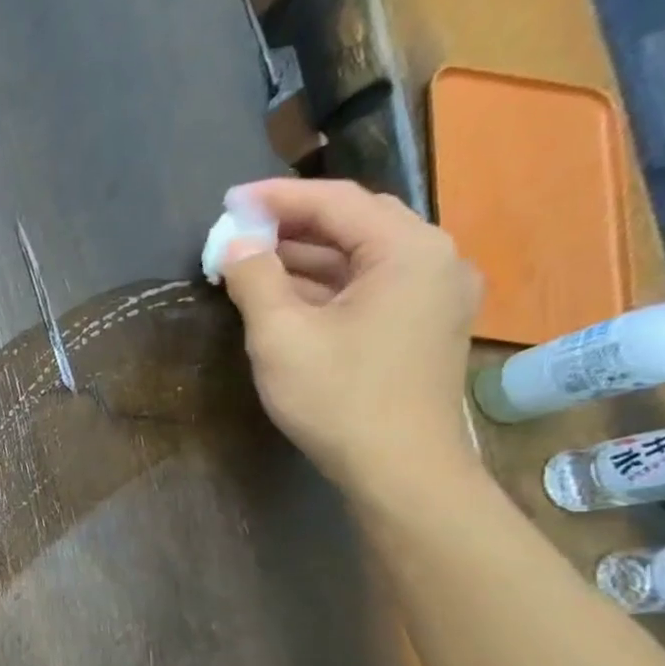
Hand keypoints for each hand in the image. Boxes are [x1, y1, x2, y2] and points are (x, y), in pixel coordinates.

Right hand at [219, 179, 482, 500]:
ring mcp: (435, 295)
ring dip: (307, 256)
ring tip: (252, 260)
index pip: (337, 201)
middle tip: (240, 228)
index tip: (229, 201)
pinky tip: (287, 295)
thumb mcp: (281, 335)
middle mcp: (435, 260)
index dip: (277, 197)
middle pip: (356, 222)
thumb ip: (256, 278)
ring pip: (363, 256)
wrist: (399, 468)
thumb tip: (236, 240)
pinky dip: (327, 283)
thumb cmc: (338, 397)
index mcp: (408, 250)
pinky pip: (372, 286)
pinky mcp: (424, 326)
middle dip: (293, 223)